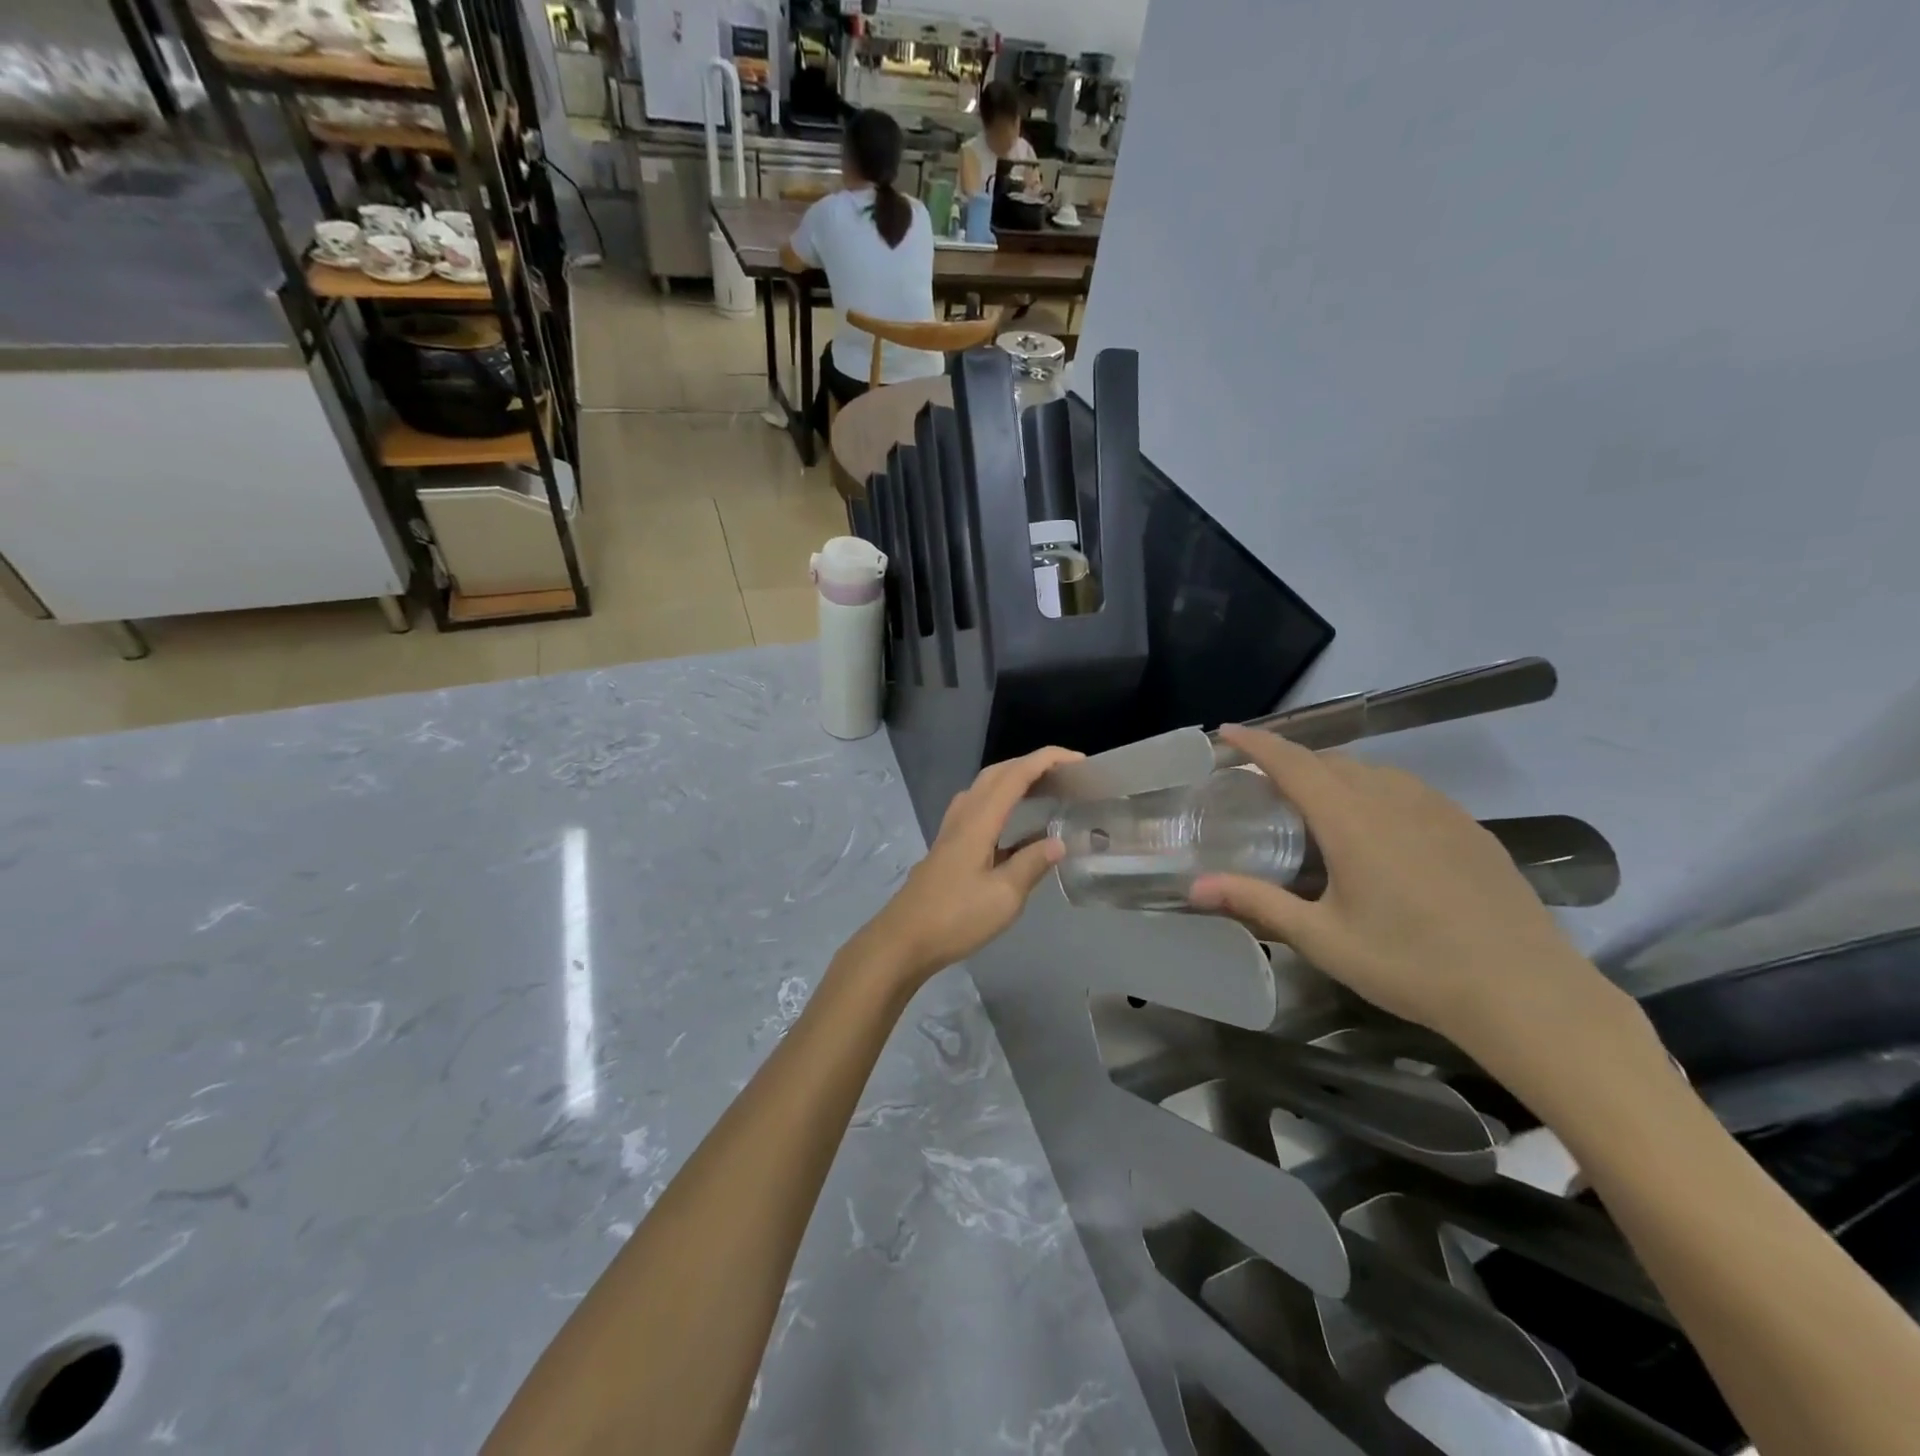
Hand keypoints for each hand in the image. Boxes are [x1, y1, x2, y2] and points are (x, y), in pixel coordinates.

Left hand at [849, 747, 1081, 989]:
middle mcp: (963, 817)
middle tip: (1063, 773)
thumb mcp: (1004, 896)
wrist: (904, 940)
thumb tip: (1057, 842)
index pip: (1015, 776)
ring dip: (1012, 780)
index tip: (1077, 759)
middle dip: (1030, 764)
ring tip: (1042, 790)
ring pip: (983, 789)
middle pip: (996, 774)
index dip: (1046, 761)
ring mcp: (951, 832)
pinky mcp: (947, 848)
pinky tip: (1014, 828)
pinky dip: (1000, 804)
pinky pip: (977, 809)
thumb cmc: (956, 918)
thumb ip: (1032, 864)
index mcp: (979, 821)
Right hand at [1189, 727, 1637, 1069]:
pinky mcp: (1467, 827)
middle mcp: (1392, 798)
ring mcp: (1437, 809)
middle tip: (1260, 783)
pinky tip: (1374, 827)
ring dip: (1332, 774)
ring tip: (1312, 803)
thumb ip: (1257, 903)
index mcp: (1351, 819)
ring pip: (1371, 772)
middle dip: (1290, 761)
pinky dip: (1372, 790)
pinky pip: (1405, 789)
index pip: (1292, 762)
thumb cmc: (1411, 964)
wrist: (1527, 993)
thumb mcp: (1323, 938)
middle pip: (1330, 761)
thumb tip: (1194, 888)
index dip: (1256, 743)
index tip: (1225, 732)